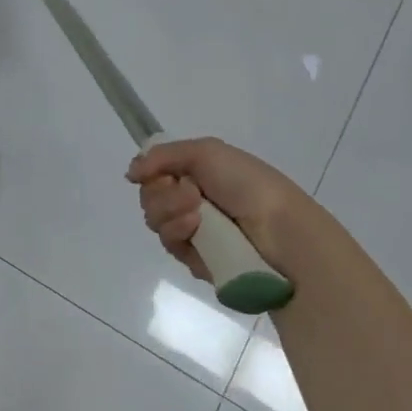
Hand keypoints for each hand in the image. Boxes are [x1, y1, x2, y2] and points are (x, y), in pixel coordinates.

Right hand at [127, 138, 329, 285]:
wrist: (280, 231)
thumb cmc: (248, 185)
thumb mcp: (206, 152)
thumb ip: (162, 155)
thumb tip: (131, 173)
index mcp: (197, 173)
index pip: (154, 172)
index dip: (150, 172)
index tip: (159, 173)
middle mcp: (192, 200)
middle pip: (149, 197)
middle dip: (162, 194)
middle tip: (191, 194)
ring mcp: (193, 231)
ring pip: (155, 221)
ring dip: (171, 213)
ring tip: (198, 216)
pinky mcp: (195, 259)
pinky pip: (169, 245)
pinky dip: (179, 235)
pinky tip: (197, 233)